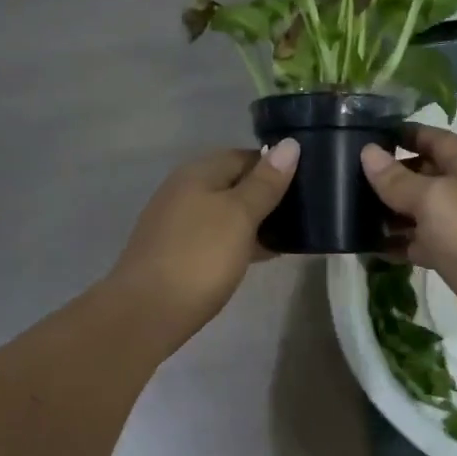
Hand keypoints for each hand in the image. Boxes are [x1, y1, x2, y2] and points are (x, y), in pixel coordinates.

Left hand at [109, 140, 299, 345]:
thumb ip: (265, 182)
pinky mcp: (178, 252)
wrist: (148, 311)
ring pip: (226, 212)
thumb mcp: (239, 215)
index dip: (276, 166)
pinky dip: (240, 241)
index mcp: (198, 173)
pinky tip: (260, 256)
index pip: (245, 156)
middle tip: (304, 212)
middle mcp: (184, 190)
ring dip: (255, 221)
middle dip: (267, 195)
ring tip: (290, 235)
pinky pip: (217, 236)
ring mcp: (178, 223)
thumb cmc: (200, 256)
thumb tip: (290, 145)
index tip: (308, 183)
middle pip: (234, 183)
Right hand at [360, 126, 456, 358]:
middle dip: (393, 176)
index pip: (435, 139)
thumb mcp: (432, 199)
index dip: (404, 135)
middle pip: (427, 175)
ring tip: (354, 213)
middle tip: (351, 179)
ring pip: (424, 213)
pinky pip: (425, 244)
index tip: (368, 137)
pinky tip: (373, 248)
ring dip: (393, 213)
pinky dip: (401, 244)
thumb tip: (368, 152)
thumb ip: (397, 179)